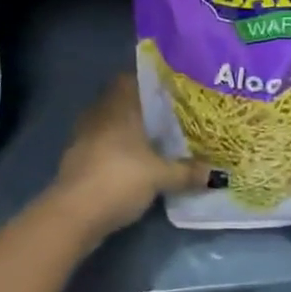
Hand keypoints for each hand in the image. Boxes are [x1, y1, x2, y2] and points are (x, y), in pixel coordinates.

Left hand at [54, 76, 210, 239]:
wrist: (74, 213)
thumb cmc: (119, 178)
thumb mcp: (160, 176)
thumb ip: (186, 172)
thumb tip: (217, 174)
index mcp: (119, 105)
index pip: (131, 78)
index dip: (149, 81)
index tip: (169, 88)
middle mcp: (100, 112)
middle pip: (121, 100)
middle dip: (141, 106)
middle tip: (167, 114)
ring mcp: (84, 135)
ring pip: (109, 122)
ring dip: (126, 128)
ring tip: (152, 138)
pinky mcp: (77, 158)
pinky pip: (101, 142)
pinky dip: (114, 148)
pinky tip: (131, 161)